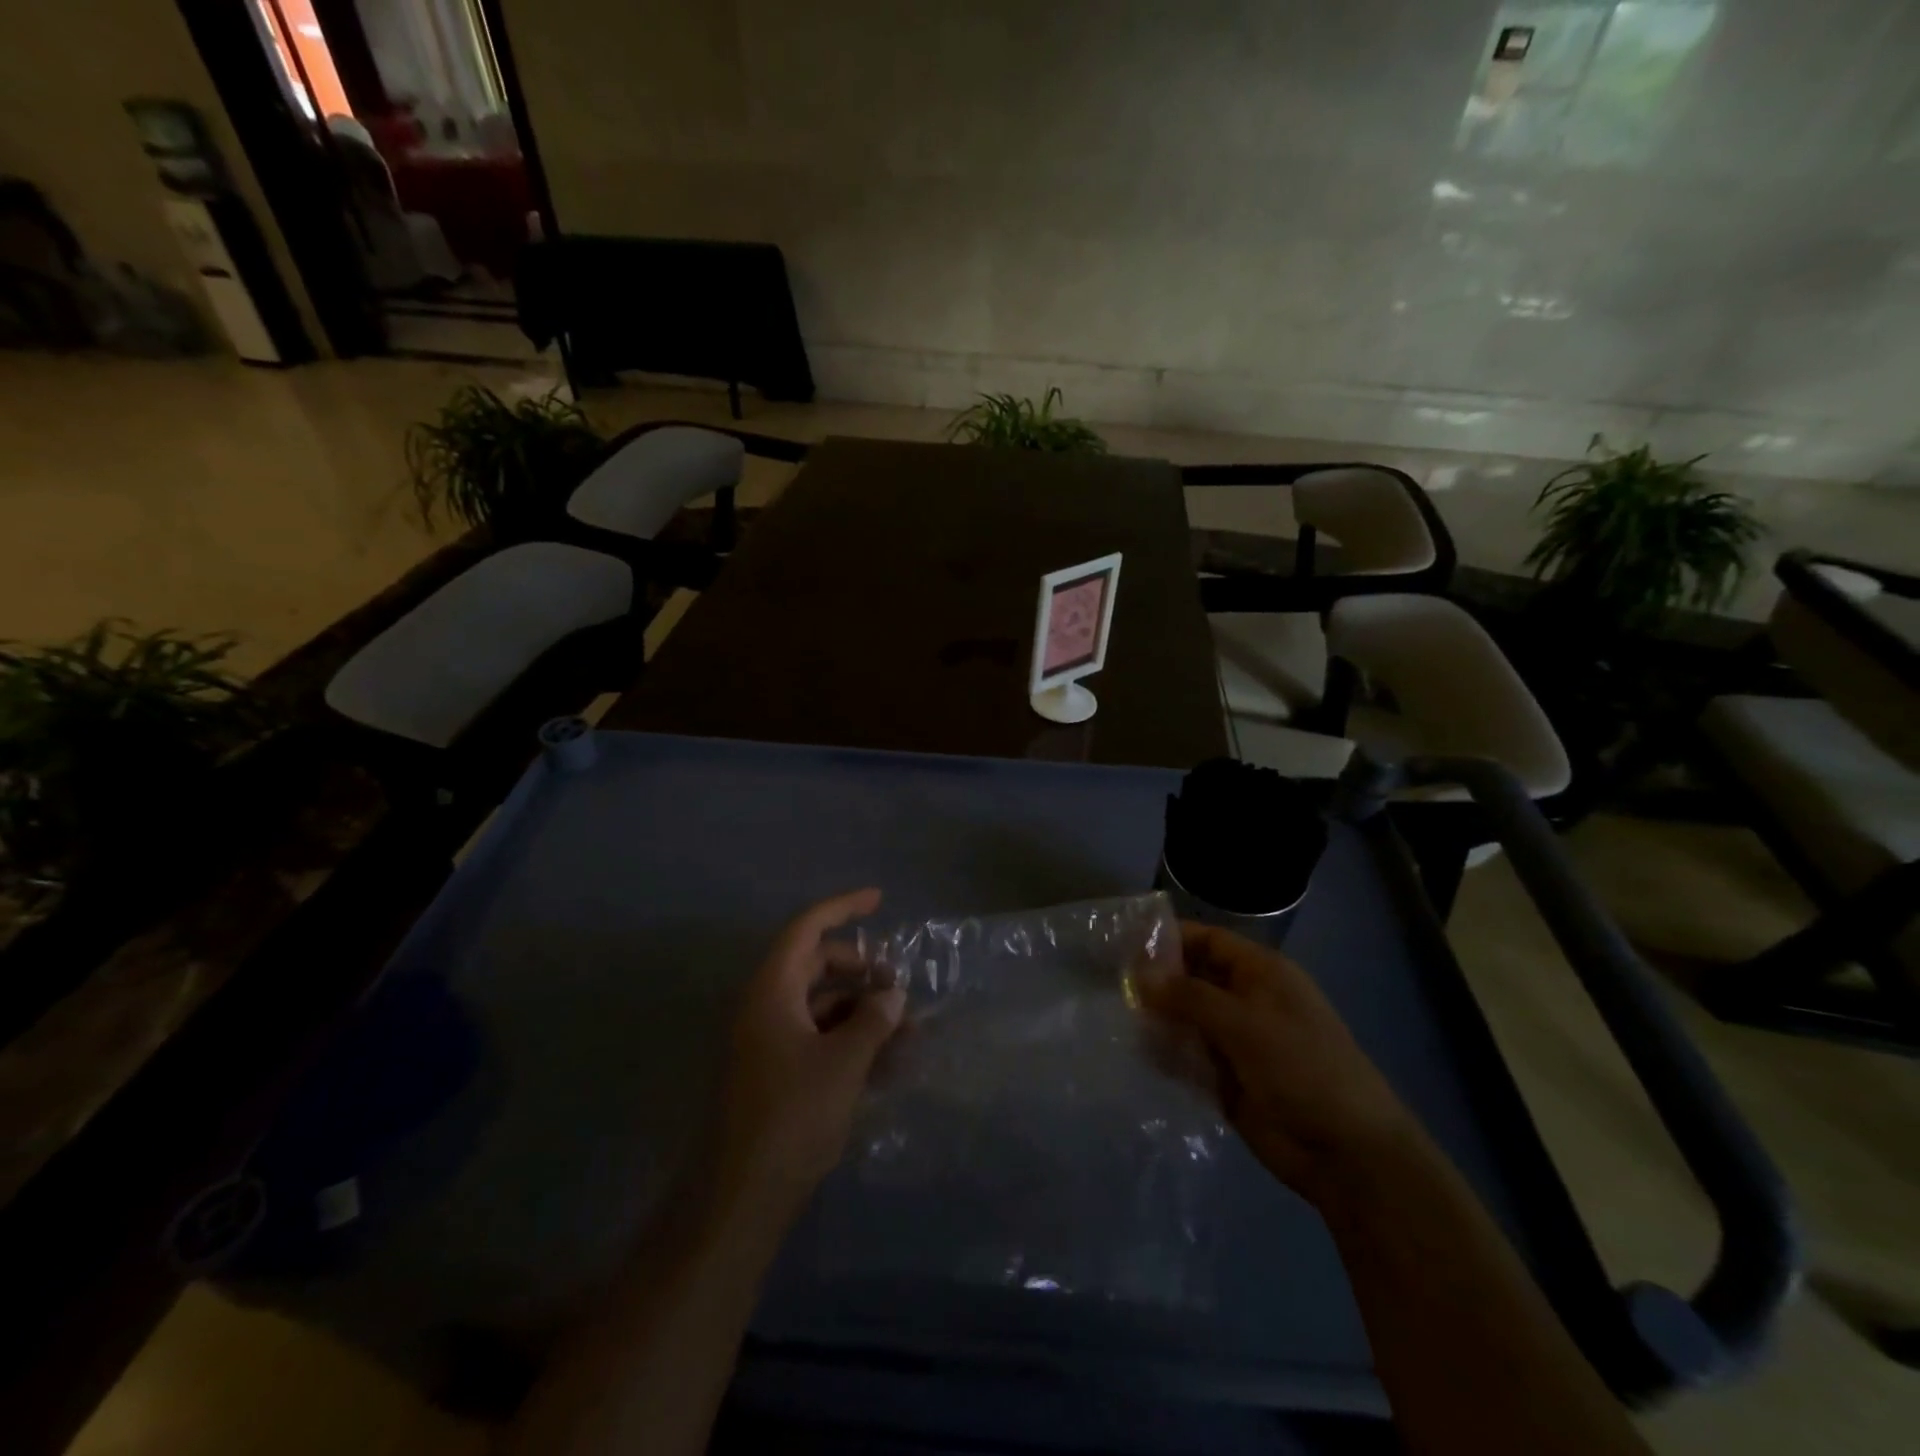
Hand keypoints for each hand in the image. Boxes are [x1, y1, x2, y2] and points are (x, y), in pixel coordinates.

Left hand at [714, 888, 904, 1219]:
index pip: (806, 929)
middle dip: (861, 969)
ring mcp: (768, 1042)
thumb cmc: (792, 1116)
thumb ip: (873, 1020)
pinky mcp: (775, 1074)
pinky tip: (886, 1061)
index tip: (880, 900)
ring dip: (862, 1011)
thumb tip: (892, 993)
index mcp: (771, 991)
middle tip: (898, 983)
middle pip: (815, 966)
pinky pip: (817, 1039)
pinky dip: (849, 1040)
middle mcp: (765, 1008)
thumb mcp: (843, 1063)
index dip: (842, 908)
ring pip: (821, 1006)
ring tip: (907, 1030)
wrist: (741, 1198)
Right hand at [1137, 922, 1421, 1203]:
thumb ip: (1189, 997)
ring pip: (1187, 1020)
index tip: (1125, 942)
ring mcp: (1237, 1042)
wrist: (1348, 1155)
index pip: (1209, 941)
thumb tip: (1139, 976)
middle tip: (1109, 983)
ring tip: (1112, 1017)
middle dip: (1157, 981)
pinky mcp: (1227, 1080)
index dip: (1170, 938)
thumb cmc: (1303, 1069)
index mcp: (1262, 975)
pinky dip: (1165, 1055)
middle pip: (1194, 979)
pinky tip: (1134, 1054)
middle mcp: (1247, 1001)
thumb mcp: (1245, 1023)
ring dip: (1157, 1019)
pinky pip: (1188, 1058)